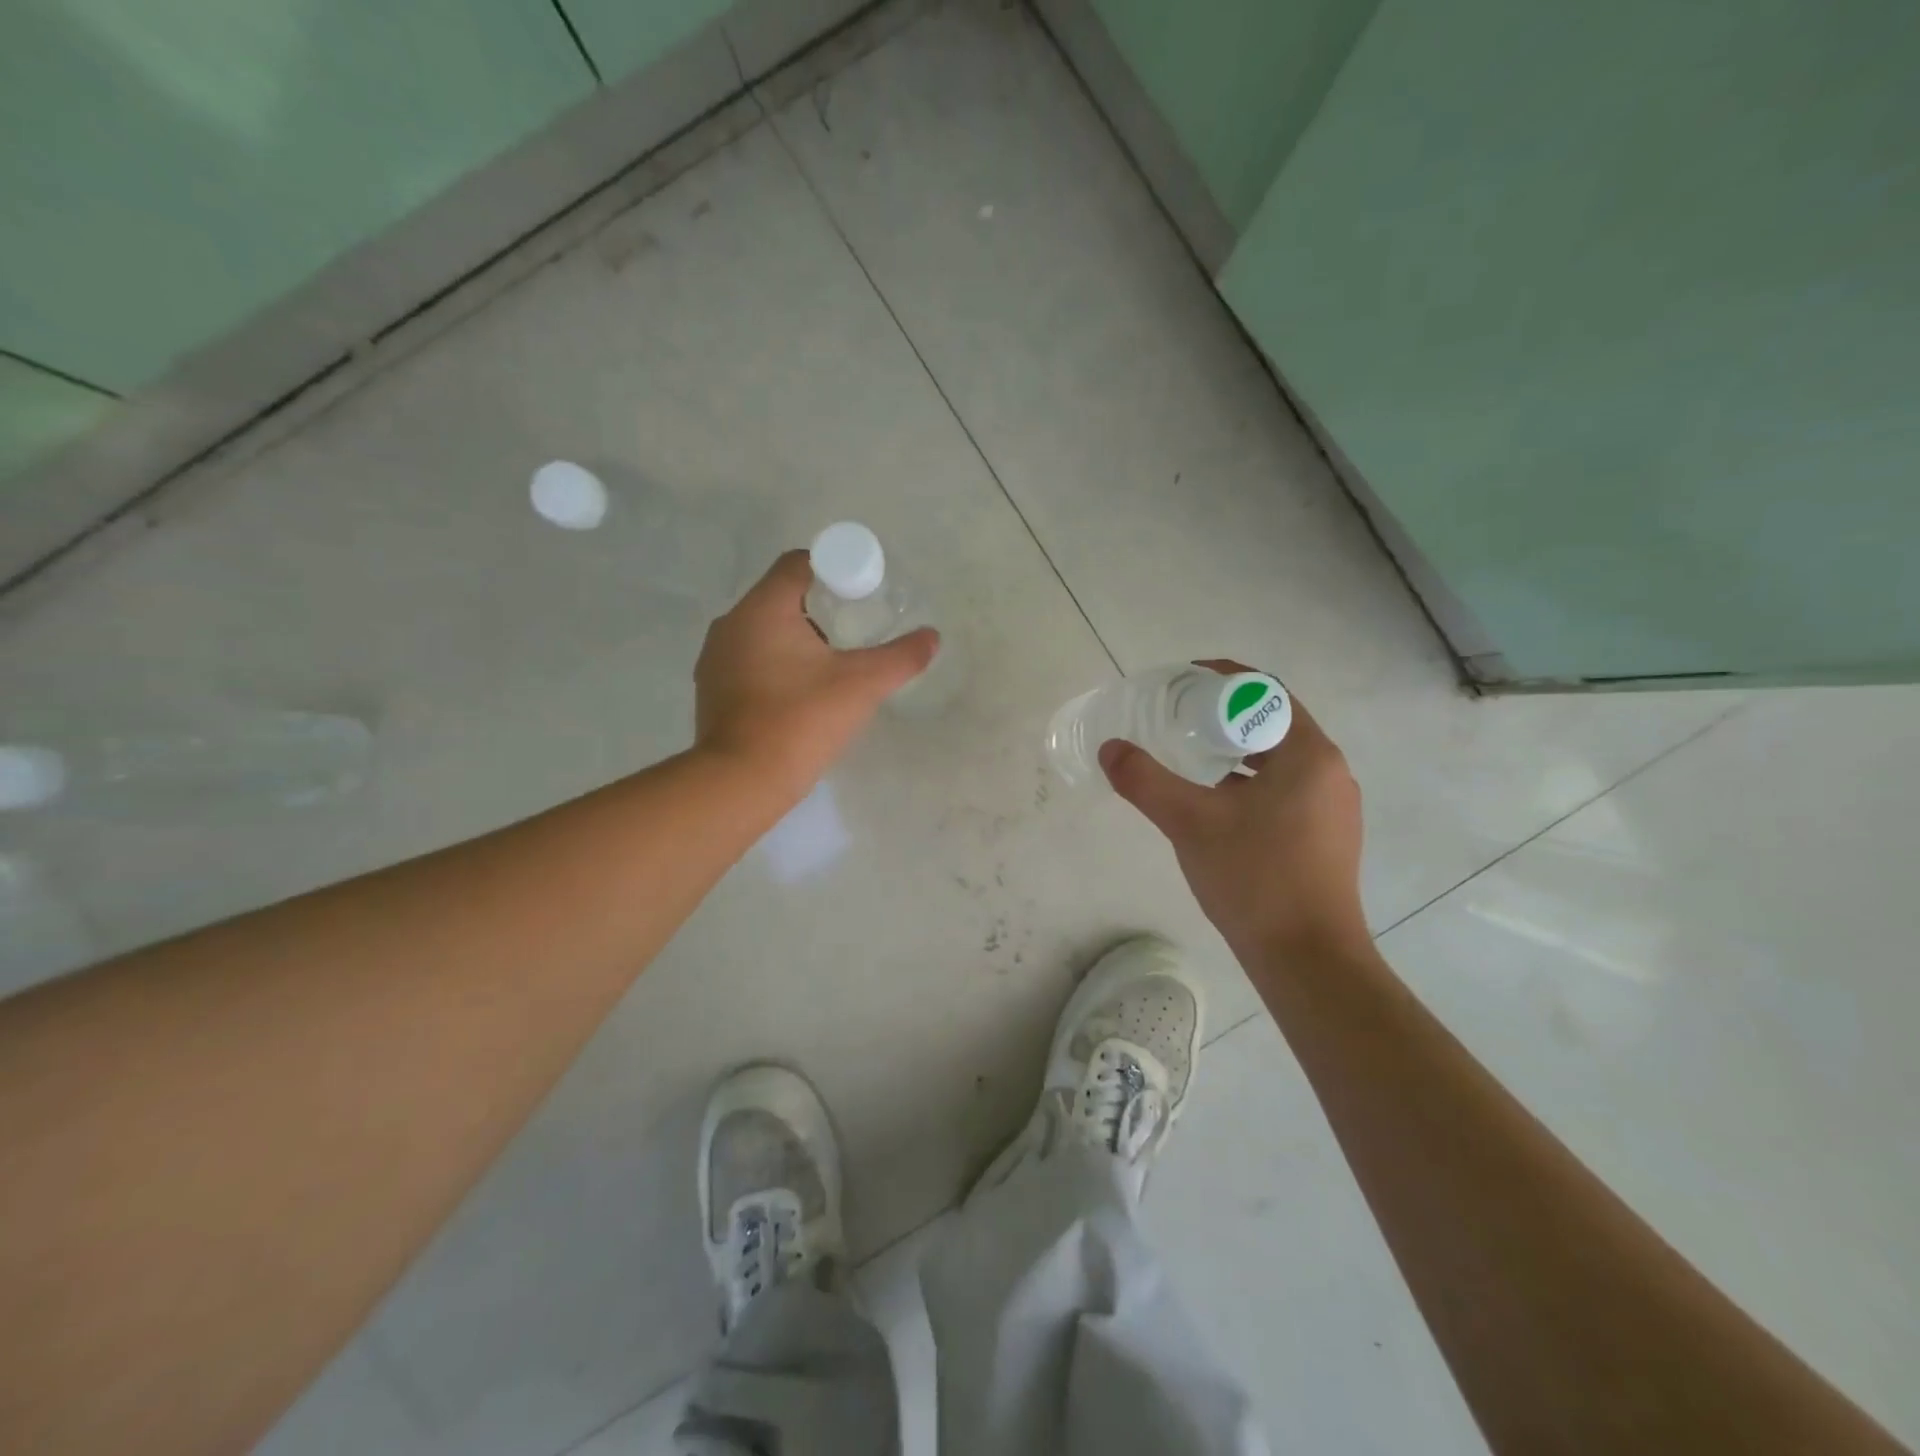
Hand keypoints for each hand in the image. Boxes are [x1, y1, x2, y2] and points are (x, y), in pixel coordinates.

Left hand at [695, 551, 936, 795]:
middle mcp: (731, 624)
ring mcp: (716, 658)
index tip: (863, 593)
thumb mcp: (861, 685)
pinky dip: (777, 663)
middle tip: (856, 630)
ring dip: (798, 638)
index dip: (835, 570)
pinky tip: (802, 691)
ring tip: (833, 662)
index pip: (798, 564)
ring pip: (764, 630)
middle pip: (782, 596)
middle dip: (821, 607)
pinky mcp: (713, 689)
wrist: (742, 781)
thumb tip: (932, 638)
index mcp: (762, 609)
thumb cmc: (801, 720)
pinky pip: (750, 659)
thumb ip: (901, 657)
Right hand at [1100, 664, 1367, 958]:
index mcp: (1309, 754)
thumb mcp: (1189, 822)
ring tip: (1195, 755)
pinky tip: (1220, 802)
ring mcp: (1334, 807)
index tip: (1184, 681)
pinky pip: (1288, 788)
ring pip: (1282, 758)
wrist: (1308, 959)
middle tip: (1181, 717)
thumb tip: (1110, 749)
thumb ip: (1145, 780)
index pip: (1267, 693)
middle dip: (1227, 714)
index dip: (1225, 679)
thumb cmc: (1254, 878)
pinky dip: (1253, 780)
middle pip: (1275, 722)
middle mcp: (1331, 772)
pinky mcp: (1329, 836)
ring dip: (1240, 749)